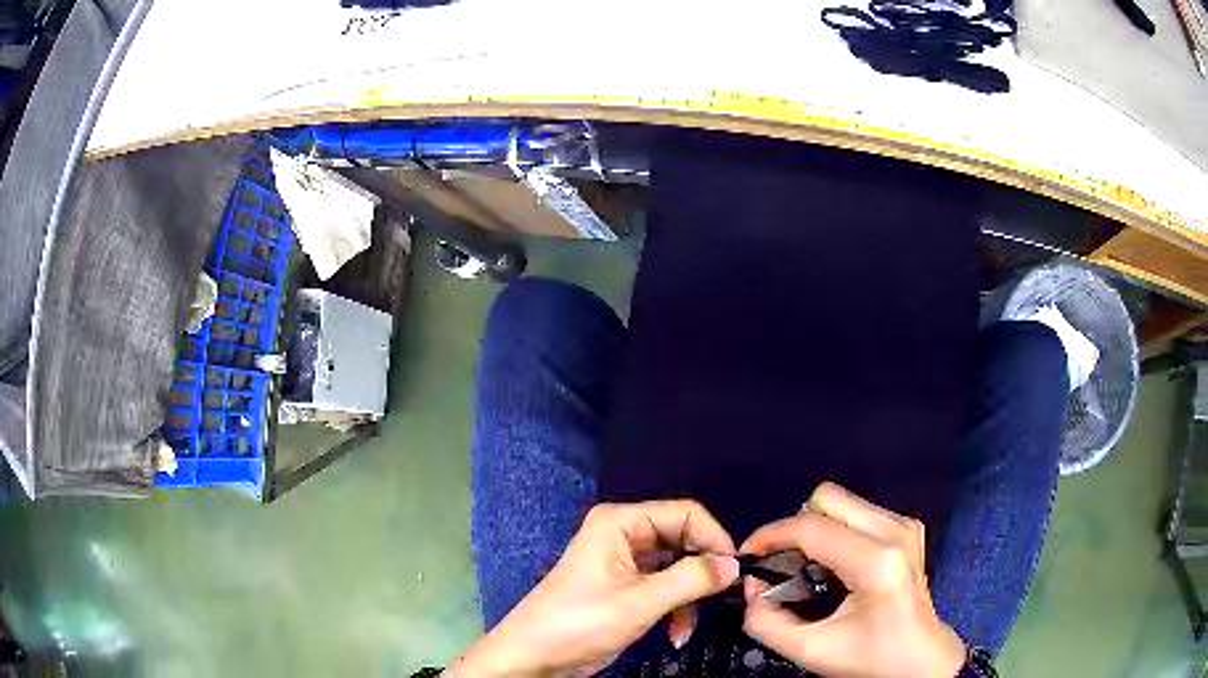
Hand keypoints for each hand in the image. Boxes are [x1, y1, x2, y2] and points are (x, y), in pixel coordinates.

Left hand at [452, 500, 739, 676]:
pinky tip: (676, 633)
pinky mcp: (626, 587)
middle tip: (722, 598)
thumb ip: (692, 579)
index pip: (686, 513)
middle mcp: (624, 534)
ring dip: (688, 598)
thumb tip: (735, 563)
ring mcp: (624, 561)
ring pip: (678, 568)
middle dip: (702, 572)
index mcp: (620, 523)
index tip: (735, 569)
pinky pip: (665, 588)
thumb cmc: (580, 622)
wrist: (535, 656)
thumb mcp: (640, 602)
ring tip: (688, 627)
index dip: (714, 538)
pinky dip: (675, 609)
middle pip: (684, 540)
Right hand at [741, 483, 965, 677]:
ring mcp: (905, 525)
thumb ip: (767, 623)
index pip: (812, 528)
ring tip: (804, 566)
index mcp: (876, 563)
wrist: (919, 659)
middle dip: (795, 527)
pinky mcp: (907, 527)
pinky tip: (833, 564)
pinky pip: (857, 512)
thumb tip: (751, 586)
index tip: (747, 555)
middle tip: (780, 562)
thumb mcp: (811, 650)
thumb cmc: (869, 657)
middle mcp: (894, 531)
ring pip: (842, 502)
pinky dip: (834, 531)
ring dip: (814, 528)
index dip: (771, 536)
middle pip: (828, 499)